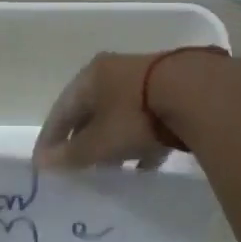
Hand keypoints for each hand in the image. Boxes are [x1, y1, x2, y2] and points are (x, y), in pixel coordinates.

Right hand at [34, 52, 174, 170]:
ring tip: (109, 169)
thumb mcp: (99, 141)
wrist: (198, 94)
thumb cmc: (135, 115)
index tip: (43, 163)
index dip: (50, 138)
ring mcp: (146, 79)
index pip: (61, 109)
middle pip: (90, 110)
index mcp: (90, 76)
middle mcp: (115, 72)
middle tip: (75, 165)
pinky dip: (139, 141)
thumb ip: (71, 154)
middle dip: (81, 139)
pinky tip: (144, 165)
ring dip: (111, 141)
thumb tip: (41, 163)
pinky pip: (147, 120)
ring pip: (119, 115)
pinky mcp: (174, 91)